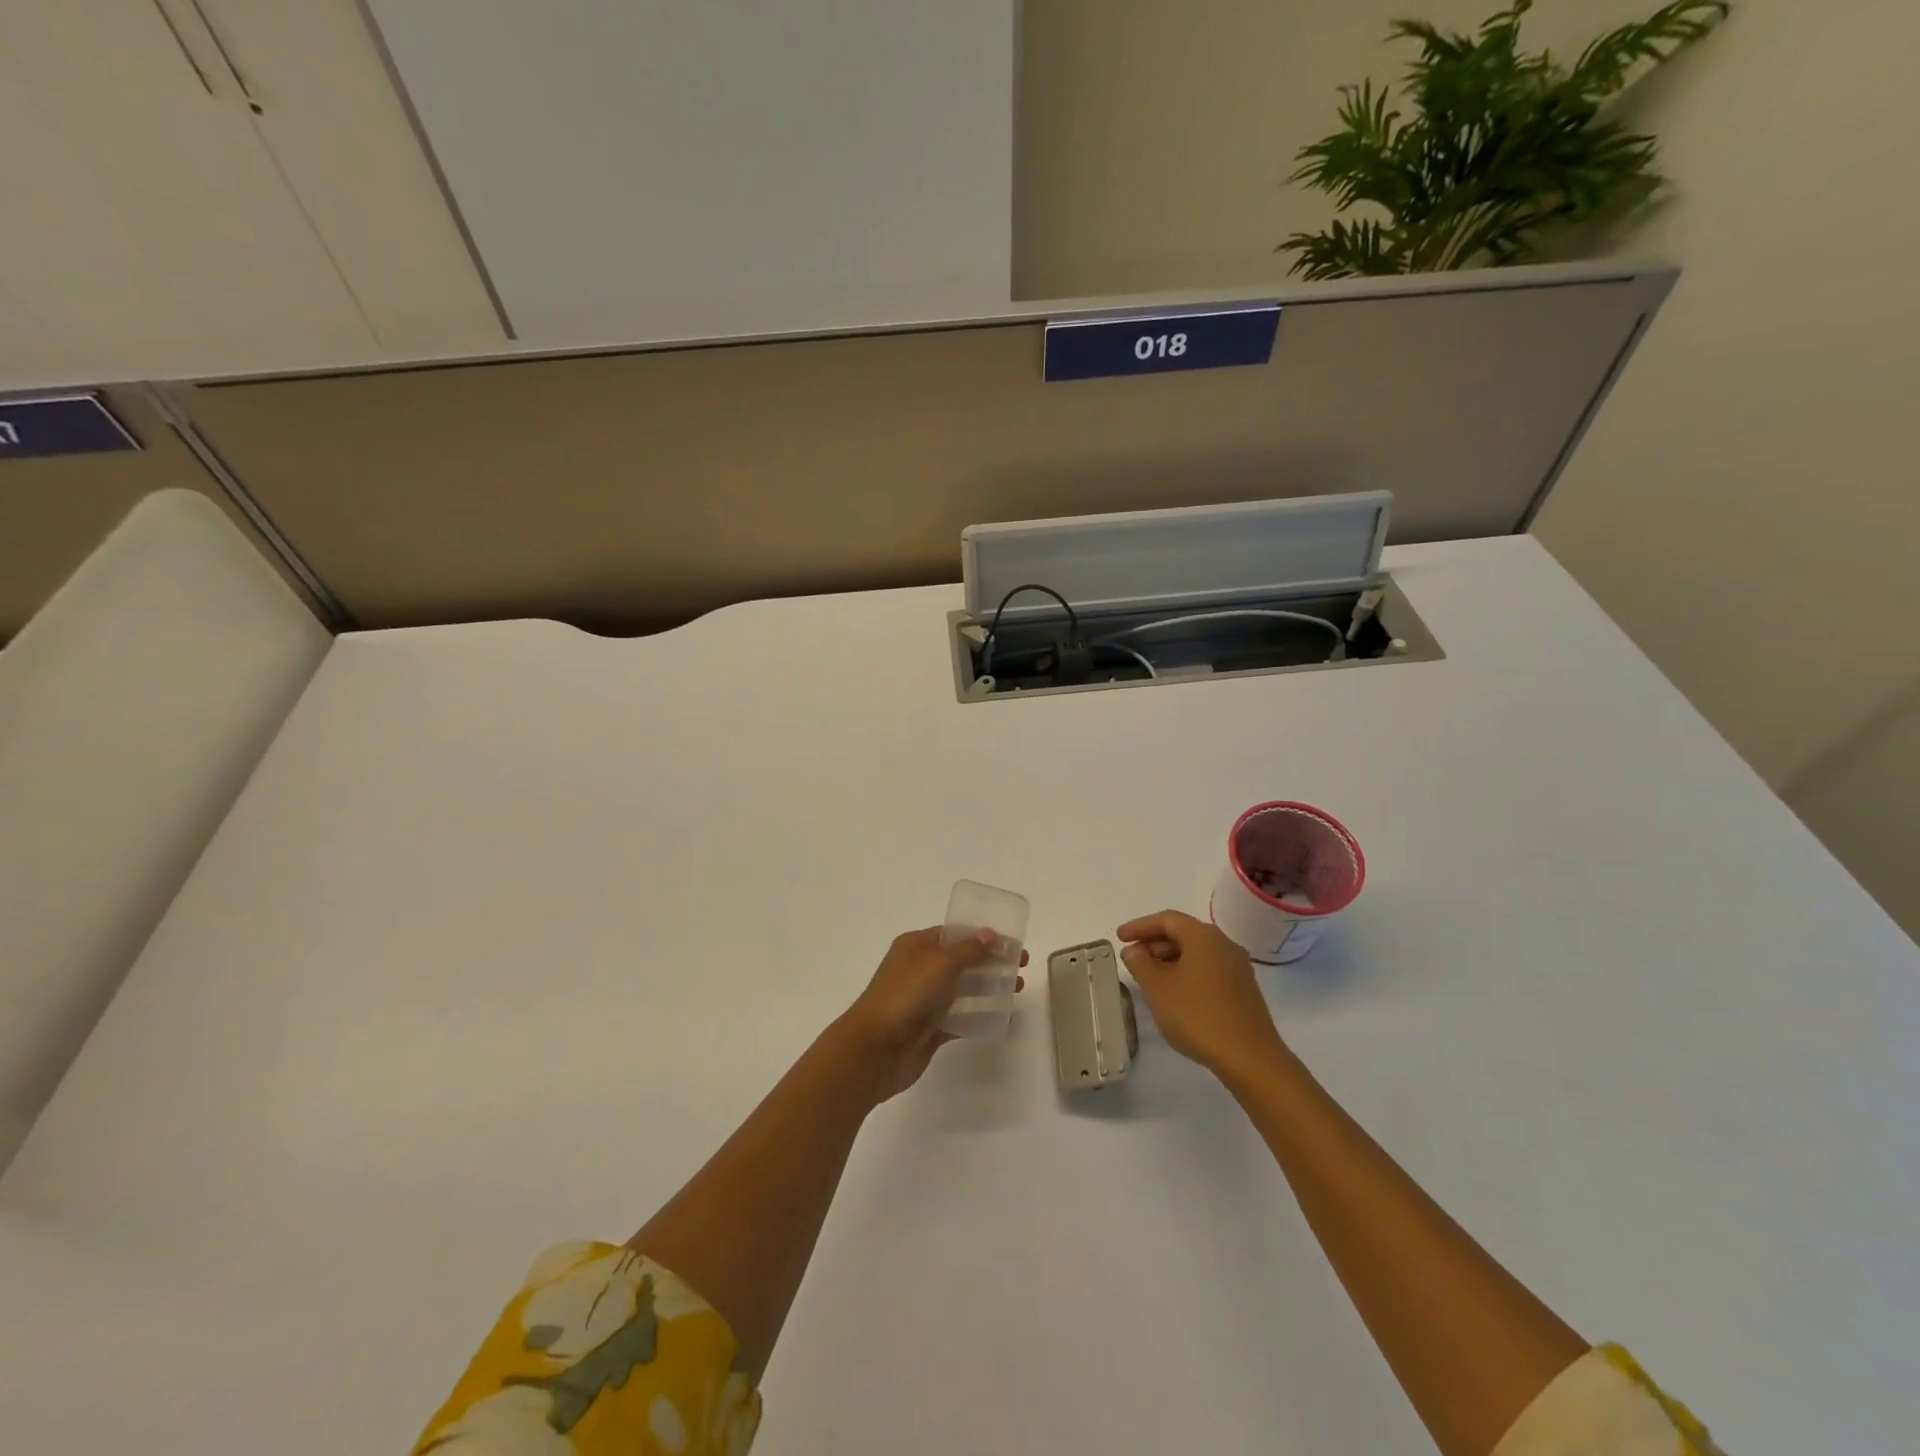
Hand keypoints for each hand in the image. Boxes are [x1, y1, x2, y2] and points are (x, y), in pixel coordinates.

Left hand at [837, 927, 1028, 1101]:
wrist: (875, 1050)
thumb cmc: (906, 996)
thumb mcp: (939, 963)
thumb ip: (968, 949)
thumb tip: (990, 934)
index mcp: (916, 947)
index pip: (954, 935)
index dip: (983, 936)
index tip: (1012, 944)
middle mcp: (919, 970)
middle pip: (961, 961)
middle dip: (991, 962)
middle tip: (1021, 967)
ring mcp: (923, 1001)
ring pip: (962, 990)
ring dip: (989, 987)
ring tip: (1017, 990)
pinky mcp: (928, 1030)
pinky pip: (958, 1018)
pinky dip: (978, 1016)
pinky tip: (1001, 1017)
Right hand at [1117, 910, 1288, 1082]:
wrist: (1250, 1058)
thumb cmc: (1197, 1015)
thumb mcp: (1158, 988)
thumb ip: (1141, 964)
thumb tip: (1134, 950)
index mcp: (1204, 936)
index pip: (1167, 919)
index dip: (1140, 926)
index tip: (1119, 937)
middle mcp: (1224, 944)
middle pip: (1184, 934)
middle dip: (1154, 943)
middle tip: (1132, 959)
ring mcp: (1237, 968)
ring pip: (1197, 953)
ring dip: (1170, 960)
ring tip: (1149, 978)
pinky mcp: (1243, 990)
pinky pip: (1208, 970)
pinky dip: (1187, 973)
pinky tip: (1175, 994)